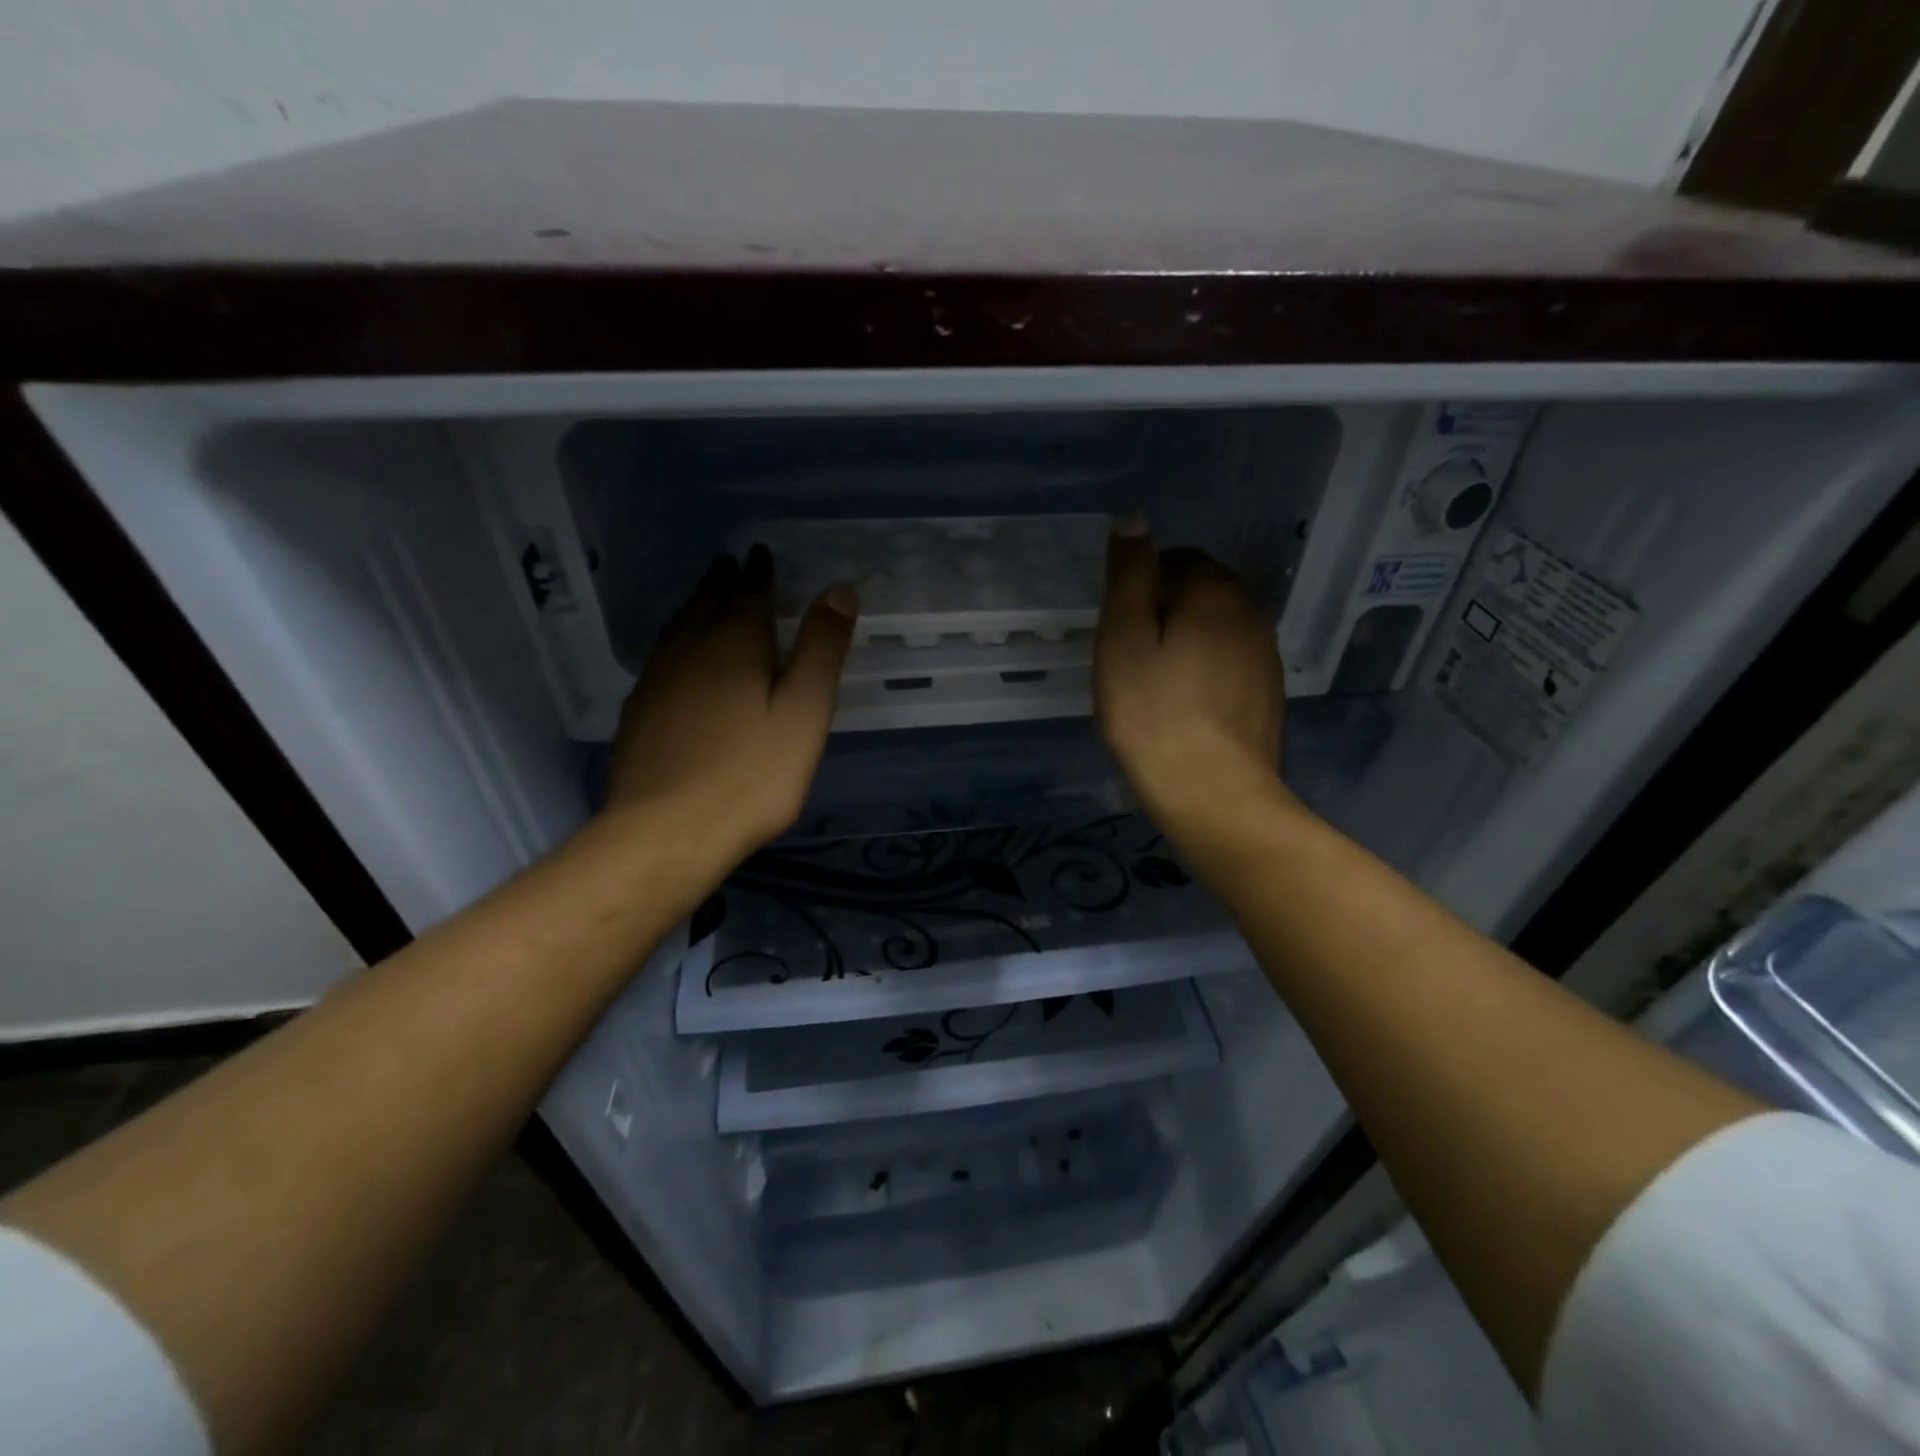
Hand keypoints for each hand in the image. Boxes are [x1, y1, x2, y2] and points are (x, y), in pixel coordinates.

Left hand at [604, 545, 856, 861]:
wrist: (667, 831)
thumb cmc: (751, 774)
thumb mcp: (804, 711)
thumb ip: (821, 650)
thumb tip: (838, 589)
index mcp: (734, 644)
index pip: (748, 594)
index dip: (758, 573)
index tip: (759, 553)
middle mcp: (689, 650)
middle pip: (706, 604)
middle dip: (722, 582)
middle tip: (730, 565)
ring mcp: (657, 681)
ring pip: (678, 628)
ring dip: (695, 606)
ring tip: (705, 598)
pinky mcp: (639, 712)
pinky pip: (661, 657)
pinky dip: (677, 641)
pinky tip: (678, 658)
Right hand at [1093, 522, 1287, 832]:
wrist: (1214, 795)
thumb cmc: (1154, 715)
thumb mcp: (1124, 640)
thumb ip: (1130, 577)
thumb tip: (1135, 520)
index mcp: (1215, 592)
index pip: (1177, 558)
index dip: (1141, 584)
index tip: (1118, 627)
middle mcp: (1252, 612)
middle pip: (1202, 590)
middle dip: (1166, 608)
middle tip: (1130, 655)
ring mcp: (1266, 655)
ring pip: (1218, 627)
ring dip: (1186, 639)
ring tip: (1154, 682)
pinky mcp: (1269, 692)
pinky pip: (1230, 660)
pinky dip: (1205, 668)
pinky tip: (1183, 704)